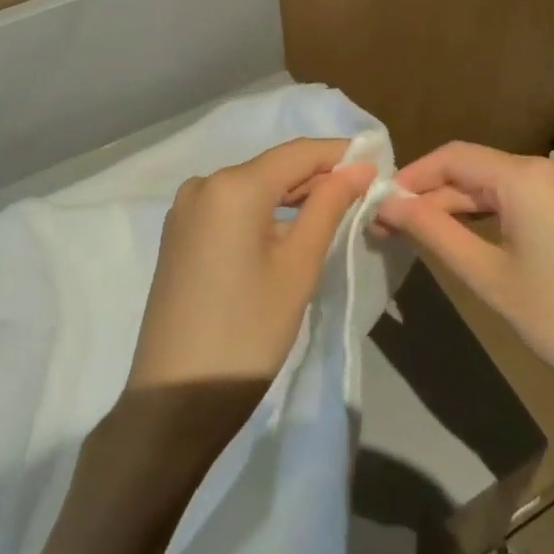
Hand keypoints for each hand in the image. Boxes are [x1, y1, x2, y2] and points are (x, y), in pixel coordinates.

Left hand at [127, 138, 374, 400]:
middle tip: (364, 196)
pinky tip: (290, 232)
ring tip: (335, 215)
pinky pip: (231, 207)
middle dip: (318, 177)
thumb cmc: (248, 333)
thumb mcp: (298, 267)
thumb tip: (358, 167)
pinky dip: (264, 212)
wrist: (174, 401)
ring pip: (253, 187)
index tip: (378, 166)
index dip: (341, 155)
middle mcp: (204, 183)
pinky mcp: (179, 234)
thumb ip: (329, 206)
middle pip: (274, 167)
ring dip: (293, 196)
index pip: (299, 152)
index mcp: (233, 185)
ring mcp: (186, 209)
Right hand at [378, 143, 553, 421]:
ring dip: (461, 207)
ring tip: (422, 235)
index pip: (452, 157)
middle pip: (476, 170)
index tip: (378, 204)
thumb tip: (387, 203)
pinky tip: (470, 237)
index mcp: (528, 176)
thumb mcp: (487, 277)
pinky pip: (527, 198)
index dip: (411, 177)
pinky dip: (495, 213)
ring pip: (501, 185)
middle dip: (433, 197)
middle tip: (391, 228)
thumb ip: (433, 231)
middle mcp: (552, 166)